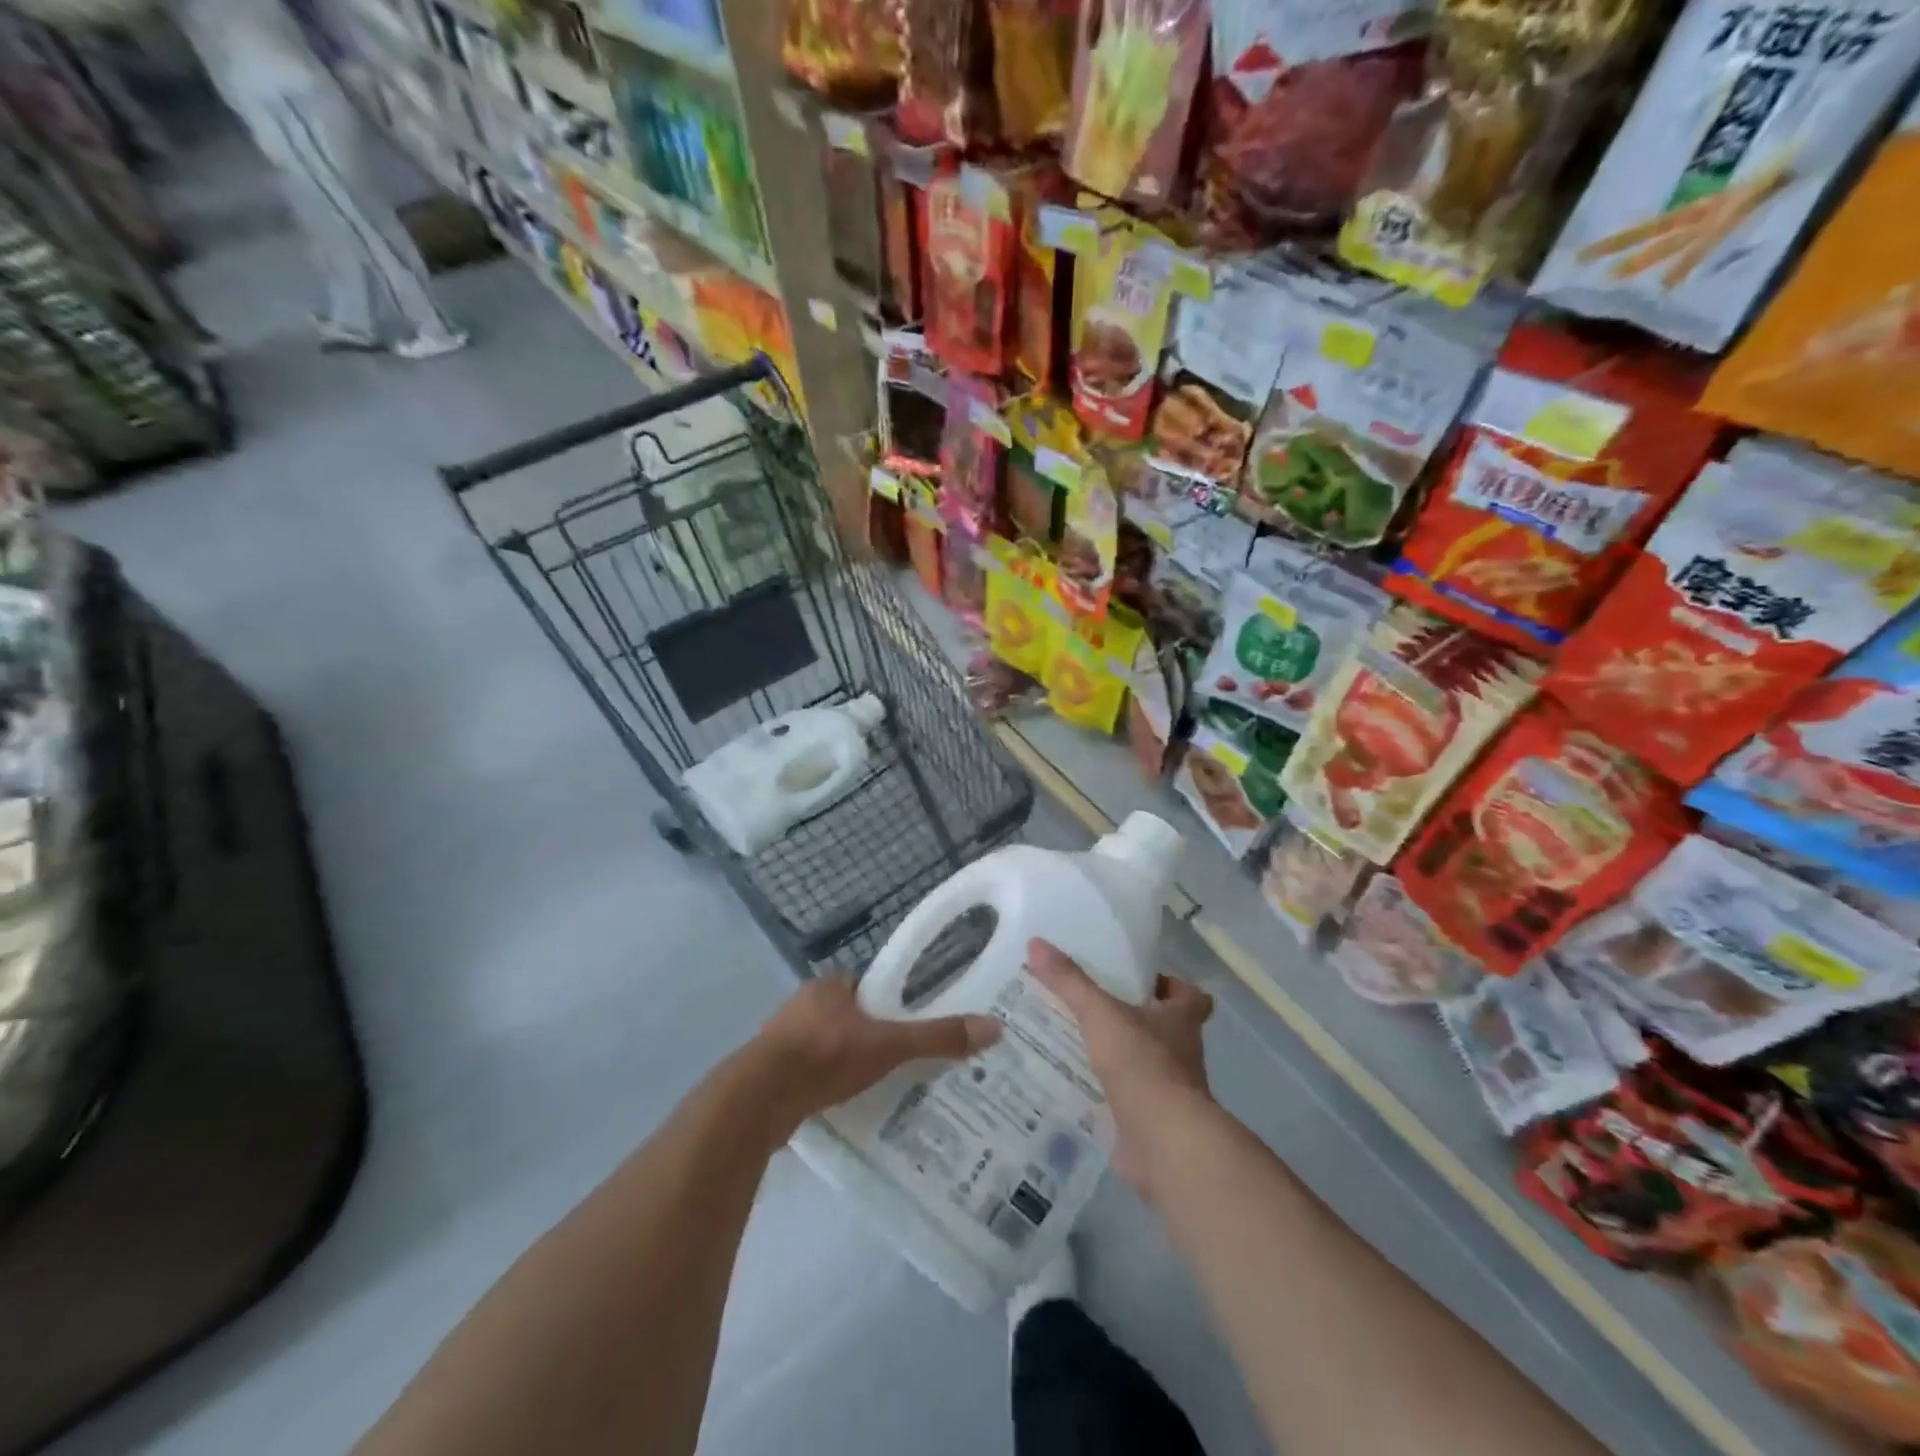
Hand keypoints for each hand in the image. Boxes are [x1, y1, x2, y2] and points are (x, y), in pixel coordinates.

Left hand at [752, 974, 1000, 1132]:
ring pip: (826, 1044)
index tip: (911, 1026)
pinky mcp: (770, 1072)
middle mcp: (804, 1004)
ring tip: (876, 1085)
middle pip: (849, 1016)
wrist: (759, 1100)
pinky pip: (808, 1071)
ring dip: (846, 1061)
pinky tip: (841, 1102)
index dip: (890, 1004)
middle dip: (870, 1035)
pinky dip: (825, 1083)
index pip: (869, 987)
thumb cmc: (826, 1056)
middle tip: (900, 1060)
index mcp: (830, 985)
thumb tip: (994, 1028)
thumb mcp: (888, 1046)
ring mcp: (783, 1039)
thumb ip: (937, 1038)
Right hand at [1028, 939, 1213, 1204]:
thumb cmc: (1143, 1065)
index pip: (1191, 996)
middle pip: (1163, 1029)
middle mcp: (1182, 1053)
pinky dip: (1106, 1094)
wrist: (1164, 1143)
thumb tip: (1037, 943)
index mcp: (1181, 1020)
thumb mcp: (1100, 1014)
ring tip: (1073, 1043)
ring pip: (1144, 1065)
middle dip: (1133, 1020)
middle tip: (1092, 1007)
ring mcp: (1169, 1091)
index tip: (1140, 982)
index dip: (1171, 987)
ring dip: (1118, 1057)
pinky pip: (1126, 1100)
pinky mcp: (1151, 1122)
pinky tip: (1073, 1085)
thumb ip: (1070, 982)